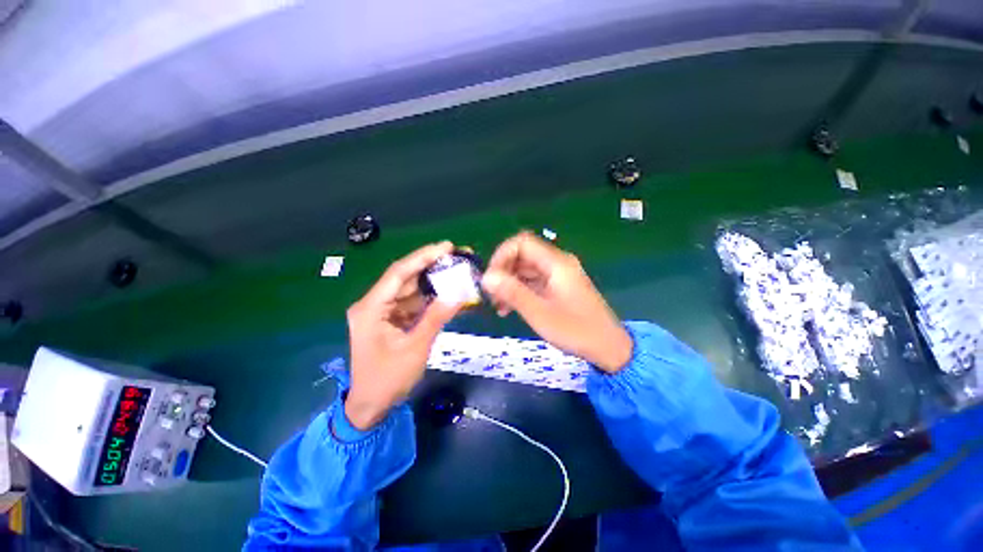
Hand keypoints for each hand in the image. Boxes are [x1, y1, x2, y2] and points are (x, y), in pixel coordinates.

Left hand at [346, 241, 461, 429]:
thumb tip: (460, 293)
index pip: (398, 273)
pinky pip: (412, 303)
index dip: (423, 257)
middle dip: (432, 266)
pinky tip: (447, 292)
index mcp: (371, 308)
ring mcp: (382, 311)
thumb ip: (436, 317)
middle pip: (405, 278)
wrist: (371, 405)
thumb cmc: (388, 379)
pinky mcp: (390, 319)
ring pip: (411, 290)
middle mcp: (374, 304)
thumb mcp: (415, 347)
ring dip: (433, 282)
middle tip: (457, 256)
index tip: (447, 246)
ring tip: (457, 272)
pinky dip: (430, 298)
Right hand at [481, 232, 631, 372]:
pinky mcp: (558, 287)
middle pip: (522, 255)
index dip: (501, 255)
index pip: (522, 243)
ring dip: (509, 283)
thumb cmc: (575, 330)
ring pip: (526, 269)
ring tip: (498, 306)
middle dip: (503, 272)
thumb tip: (487, 277)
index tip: (490, 277)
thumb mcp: (539, 313)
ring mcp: (559, 275)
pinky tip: (510, 308)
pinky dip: (519, 291)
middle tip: (491, 294)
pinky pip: (534, 281)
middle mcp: (557, 263)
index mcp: (556, 263)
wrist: (608, 347)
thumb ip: (512, 292)